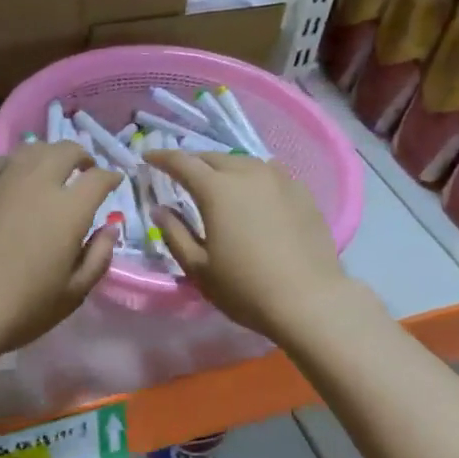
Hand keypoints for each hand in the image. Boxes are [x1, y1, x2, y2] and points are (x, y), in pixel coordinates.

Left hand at [0, 141, 120, 359]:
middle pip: (66, 151)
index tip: (114, 183)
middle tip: (84, 171)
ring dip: (49, 155)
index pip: (98, 178)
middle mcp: (38, 184)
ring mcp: (2, 182)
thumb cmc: (24, 308)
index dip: (111, 177)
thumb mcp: (75, 292)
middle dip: (81, 156)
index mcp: (69, 210)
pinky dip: (15, 164)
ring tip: (50, 170)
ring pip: (32, 149)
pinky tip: (14, 178)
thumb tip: (109, 228)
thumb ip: (99, 256)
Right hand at [145, 150, 363, 339]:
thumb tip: (160, 209)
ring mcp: (279, 180)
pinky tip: (255, 193)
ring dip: (224, 168)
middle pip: (213, 157)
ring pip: (243, 162)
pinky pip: (270, 174)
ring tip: (218, 183)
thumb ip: (175, 234)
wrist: (310, 300)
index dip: (162, 158)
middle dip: (193, 162)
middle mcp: (247, 174)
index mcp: (216, 189)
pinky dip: (253, 177)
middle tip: (181, 174)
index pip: (182, 162)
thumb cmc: (246, 288)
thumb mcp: (198, 268)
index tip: (148, 158)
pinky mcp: (302, 192)